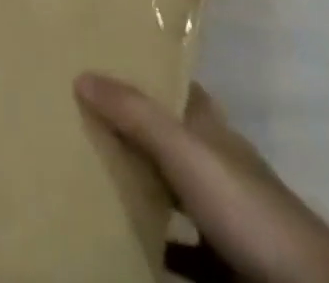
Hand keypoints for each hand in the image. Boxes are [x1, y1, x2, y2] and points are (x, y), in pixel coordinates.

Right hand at [75, 75, 328, 282]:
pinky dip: (160, 249)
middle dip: (134, 134)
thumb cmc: (247, 209)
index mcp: (212, 131)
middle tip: (84, 125)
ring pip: (177, 196)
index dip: (144, 75)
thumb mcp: (186, 153)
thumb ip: (137, 115)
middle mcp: (220, 167)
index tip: (101, 66)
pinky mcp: (229, 266)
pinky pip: (185, 252)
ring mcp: (227, 219)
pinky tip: (131, 251)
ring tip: (96, 184)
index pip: (176, 88)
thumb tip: (82, 73)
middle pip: (171, 141)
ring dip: (144, 192)